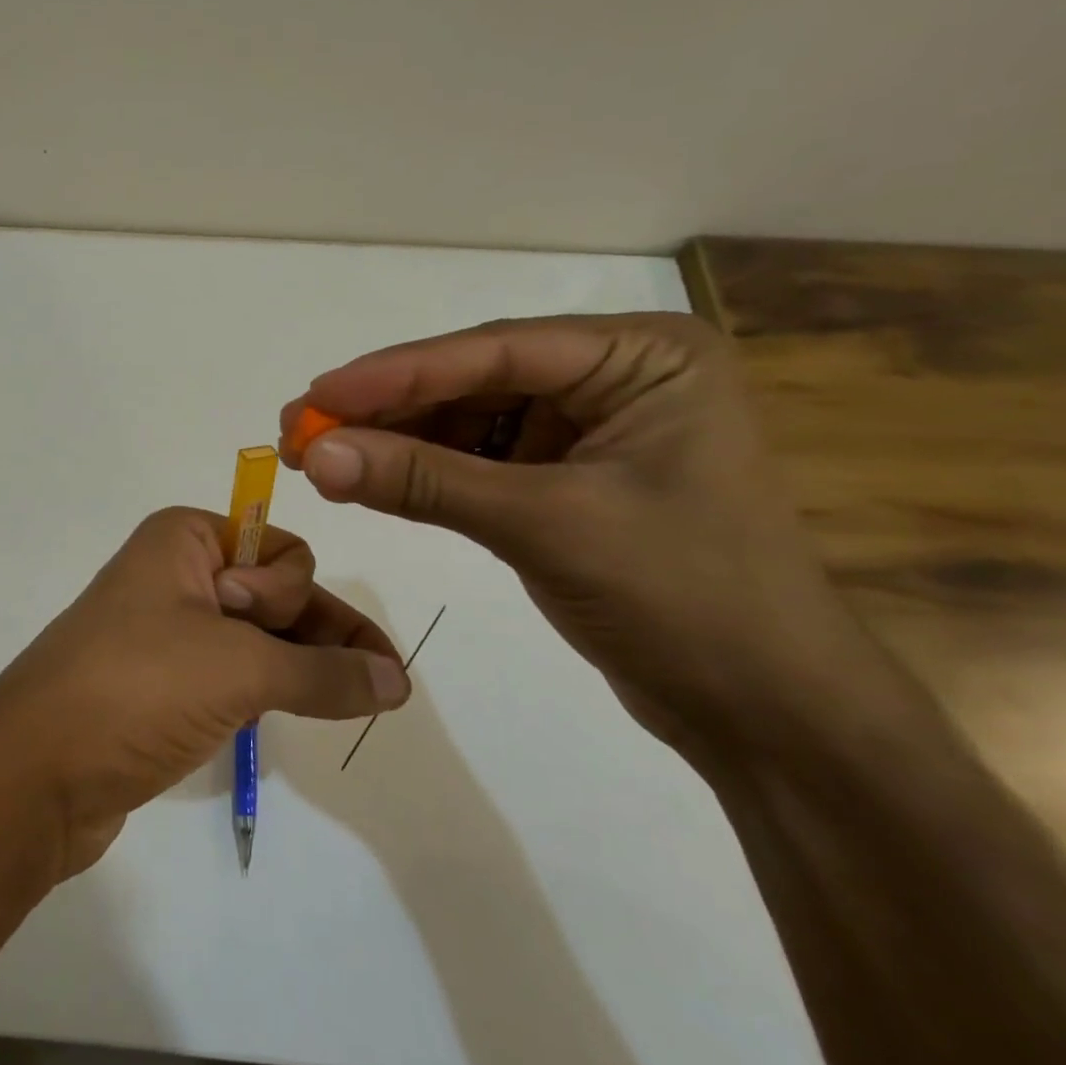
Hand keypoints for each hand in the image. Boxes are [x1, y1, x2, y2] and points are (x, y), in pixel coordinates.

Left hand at [0, 507, 406, 875]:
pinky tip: (309, 708)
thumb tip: (398, 681)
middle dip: (317, 631)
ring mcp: (169, 631)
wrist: (34, 774)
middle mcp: (177, 573)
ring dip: (304, 664)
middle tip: (373, 681)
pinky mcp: (164, 683)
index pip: (280, 549)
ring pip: (260, 637)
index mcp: (184, 538)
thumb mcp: (238, 669)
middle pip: (277, 592)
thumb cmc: (135, 688)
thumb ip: (325, 673)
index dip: (289, 591)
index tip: (261, 627)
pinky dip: (275, 688)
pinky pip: (236, 672)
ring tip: (357, 700)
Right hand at [281, 314, 890, 765]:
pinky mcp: (564, 476)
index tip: (317, 393)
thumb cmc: (684, 598)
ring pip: (468, 419)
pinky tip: (368, 476)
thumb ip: (424, 482)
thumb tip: (314, 455)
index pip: (496, 352)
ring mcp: (588, 428)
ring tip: (319, 455)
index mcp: (644, 357)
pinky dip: (422, 471)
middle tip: (301, 425)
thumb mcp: (544, 525)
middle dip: (387, 408)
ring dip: (395, 439)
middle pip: (474, 380)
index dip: (396, 374)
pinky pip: (477, 460)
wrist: (764, 712)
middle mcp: (615, 377)